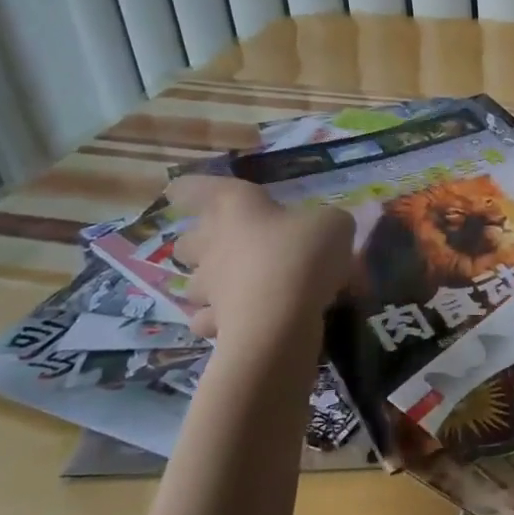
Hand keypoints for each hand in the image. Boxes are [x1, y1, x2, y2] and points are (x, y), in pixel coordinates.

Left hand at [166, 176, 353, 348]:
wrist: (280, 320)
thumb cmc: (302, 255)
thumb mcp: (334, 224)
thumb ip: (326, 223)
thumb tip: (324, 232)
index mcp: (235, 207)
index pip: (195, 189)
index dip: (189, 189)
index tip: (179, 193)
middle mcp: (212, 244)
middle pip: (186, 242)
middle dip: (200, 244)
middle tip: (227, 247)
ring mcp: (209, 287)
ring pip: (194, 284)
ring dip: (211, 285)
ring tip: (238, 289)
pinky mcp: (213, 325)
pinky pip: (209, 321)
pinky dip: (221, 322)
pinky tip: (243, 323)